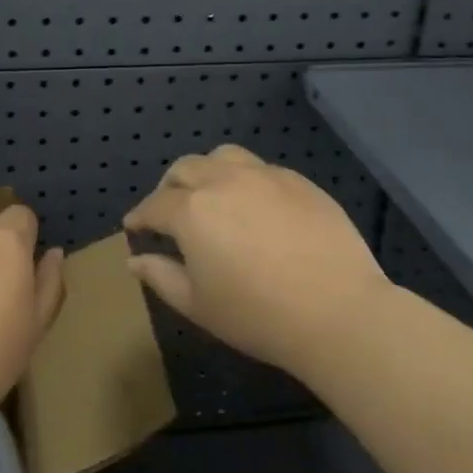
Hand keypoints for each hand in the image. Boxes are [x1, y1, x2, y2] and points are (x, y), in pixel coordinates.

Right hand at [124, 145, 387, 379]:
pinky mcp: (298, 181)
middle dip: (170, 187)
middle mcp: (223, 180)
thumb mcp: (198, 305)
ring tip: (211, 196)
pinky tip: (255, 207)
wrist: (338, 311)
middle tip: (170, 212)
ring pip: (223, 156)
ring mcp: (264, 176)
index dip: (140, 216)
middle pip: (185, 168)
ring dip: (207, 172)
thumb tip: (135, 260)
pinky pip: (261, 169)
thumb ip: (161, 276)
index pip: (155, 204)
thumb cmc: (258, 315)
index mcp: (192, 210)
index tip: (134, 227)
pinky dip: (245, 181)